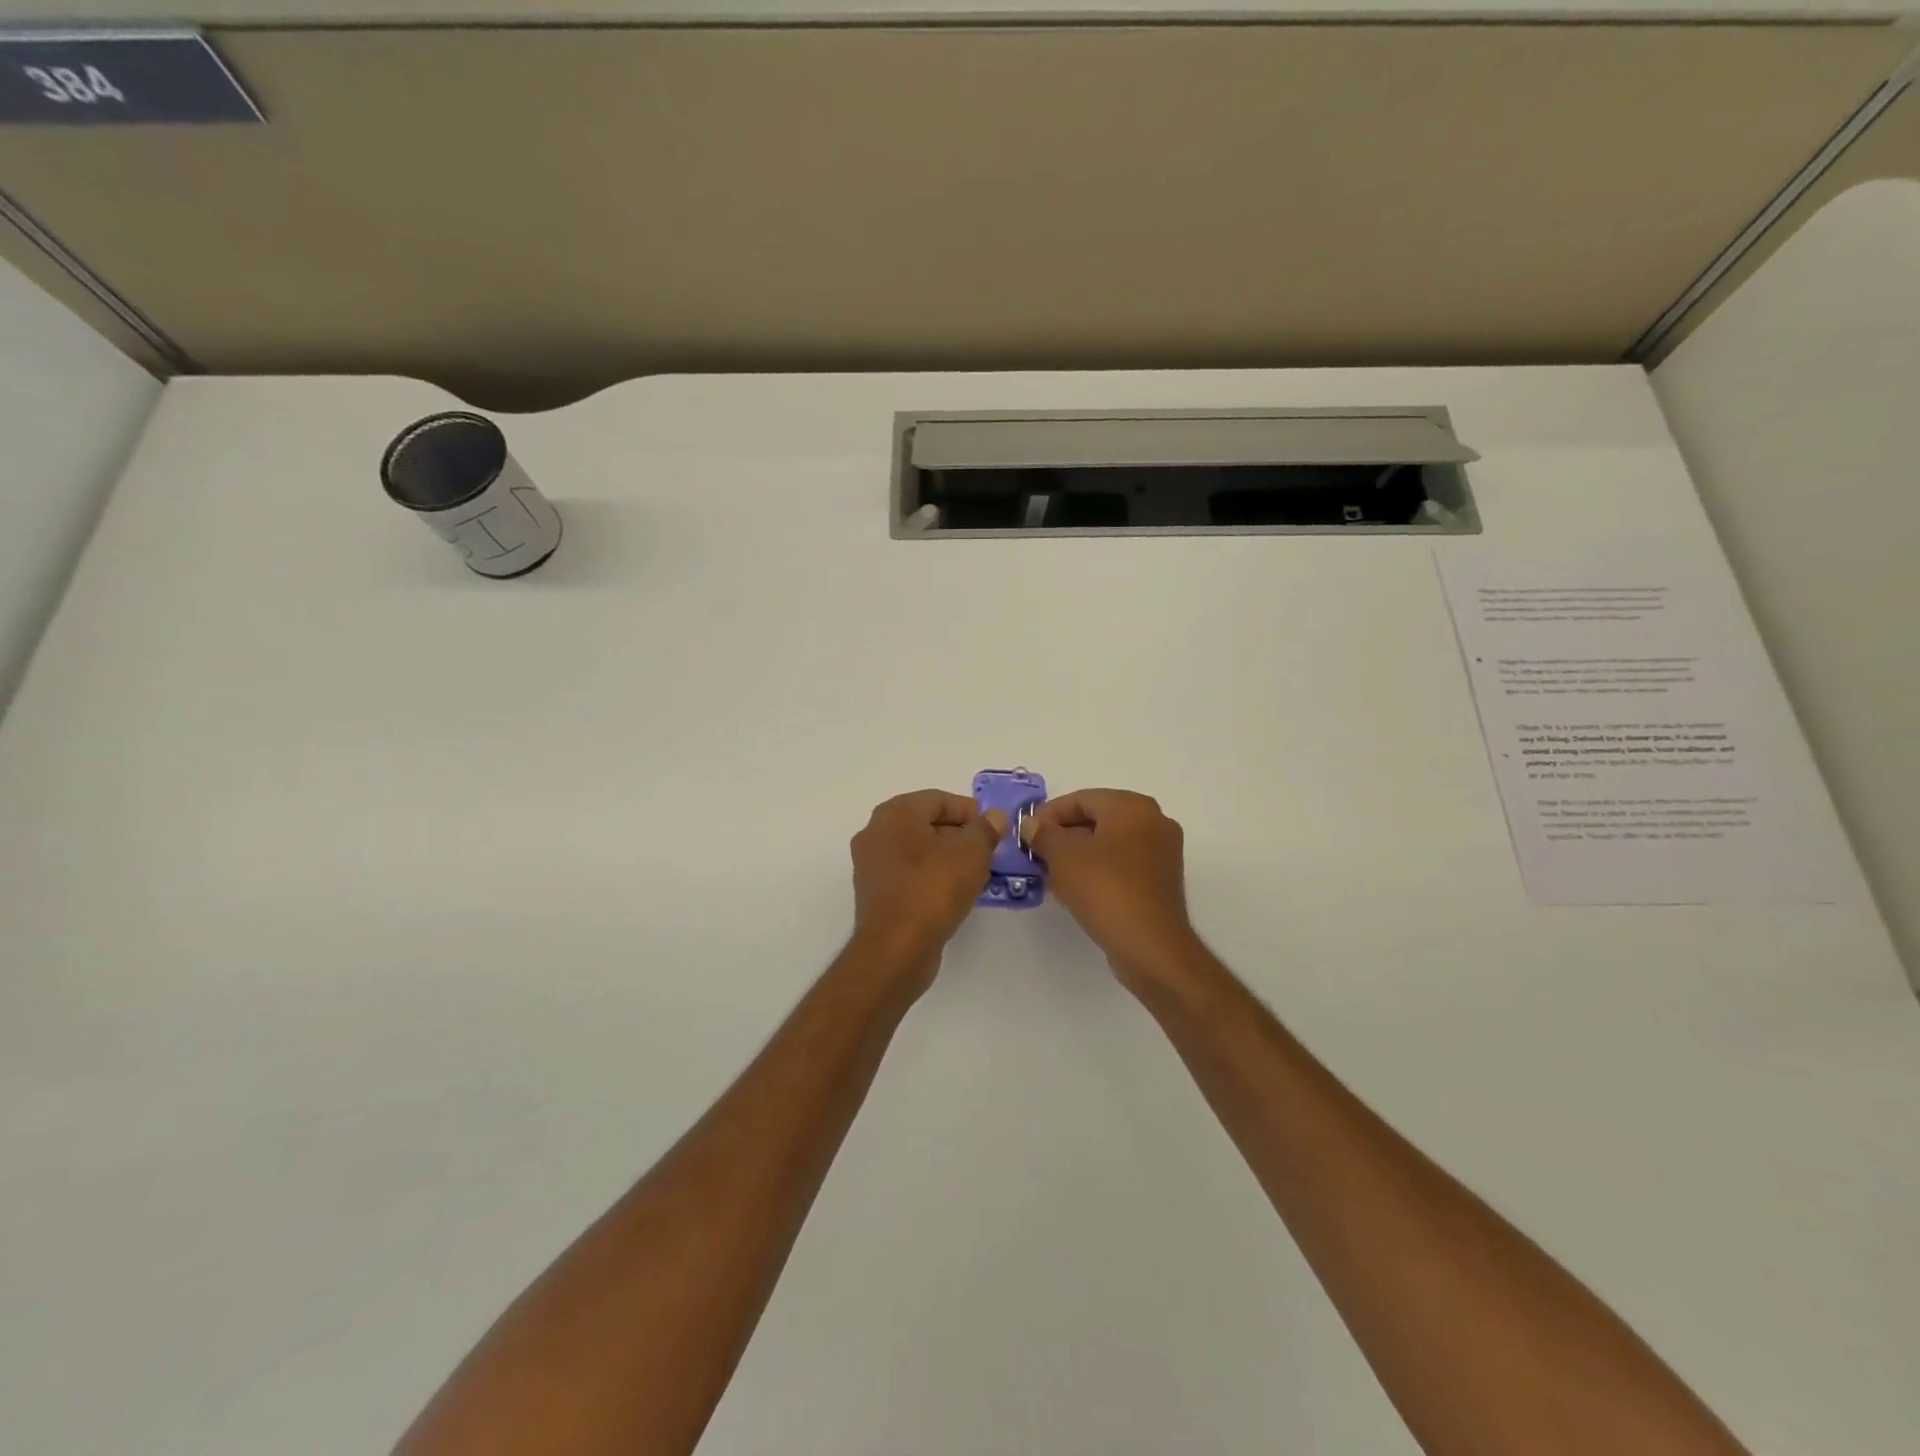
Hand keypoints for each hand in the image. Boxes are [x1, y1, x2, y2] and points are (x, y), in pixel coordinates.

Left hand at [849, 790, 1006, 975]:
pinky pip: (907, 874)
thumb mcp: (972, 853)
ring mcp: (870, 864)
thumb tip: (994, 817)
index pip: (938, 799)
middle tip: (987, 850)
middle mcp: (875, 832)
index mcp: (895, 813)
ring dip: (945, 857)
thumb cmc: (934, 888)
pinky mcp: (873, 893)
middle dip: (958, 834)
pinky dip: (929, 876)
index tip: (993, 829)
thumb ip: (986, 829)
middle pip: (925, 823)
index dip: (970, 811)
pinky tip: (952, 892)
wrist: (897, 948)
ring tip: (974, 873)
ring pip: (916, 850)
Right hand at [1025, 789, 1203, 987]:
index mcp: (1133, 806)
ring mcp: (1162, 852)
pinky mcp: (1161, 880)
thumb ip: (1043, 834)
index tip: (1026, 834)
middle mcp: (1154, 821)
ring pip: (1108, 843)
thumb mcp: (1063, 857)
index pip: (1081, 799)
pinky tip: (1074, 889)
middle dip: (1062, 835)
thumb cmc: (1105, 889)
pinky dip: (1097, 870)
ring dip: (1077, 855)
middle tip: (1035, 854)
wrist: (1150, 946)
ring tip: (1049, 873)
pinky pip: (1121, 864)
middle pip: (1096, 819)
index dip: (1048, 814)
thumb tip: (1032, 824)